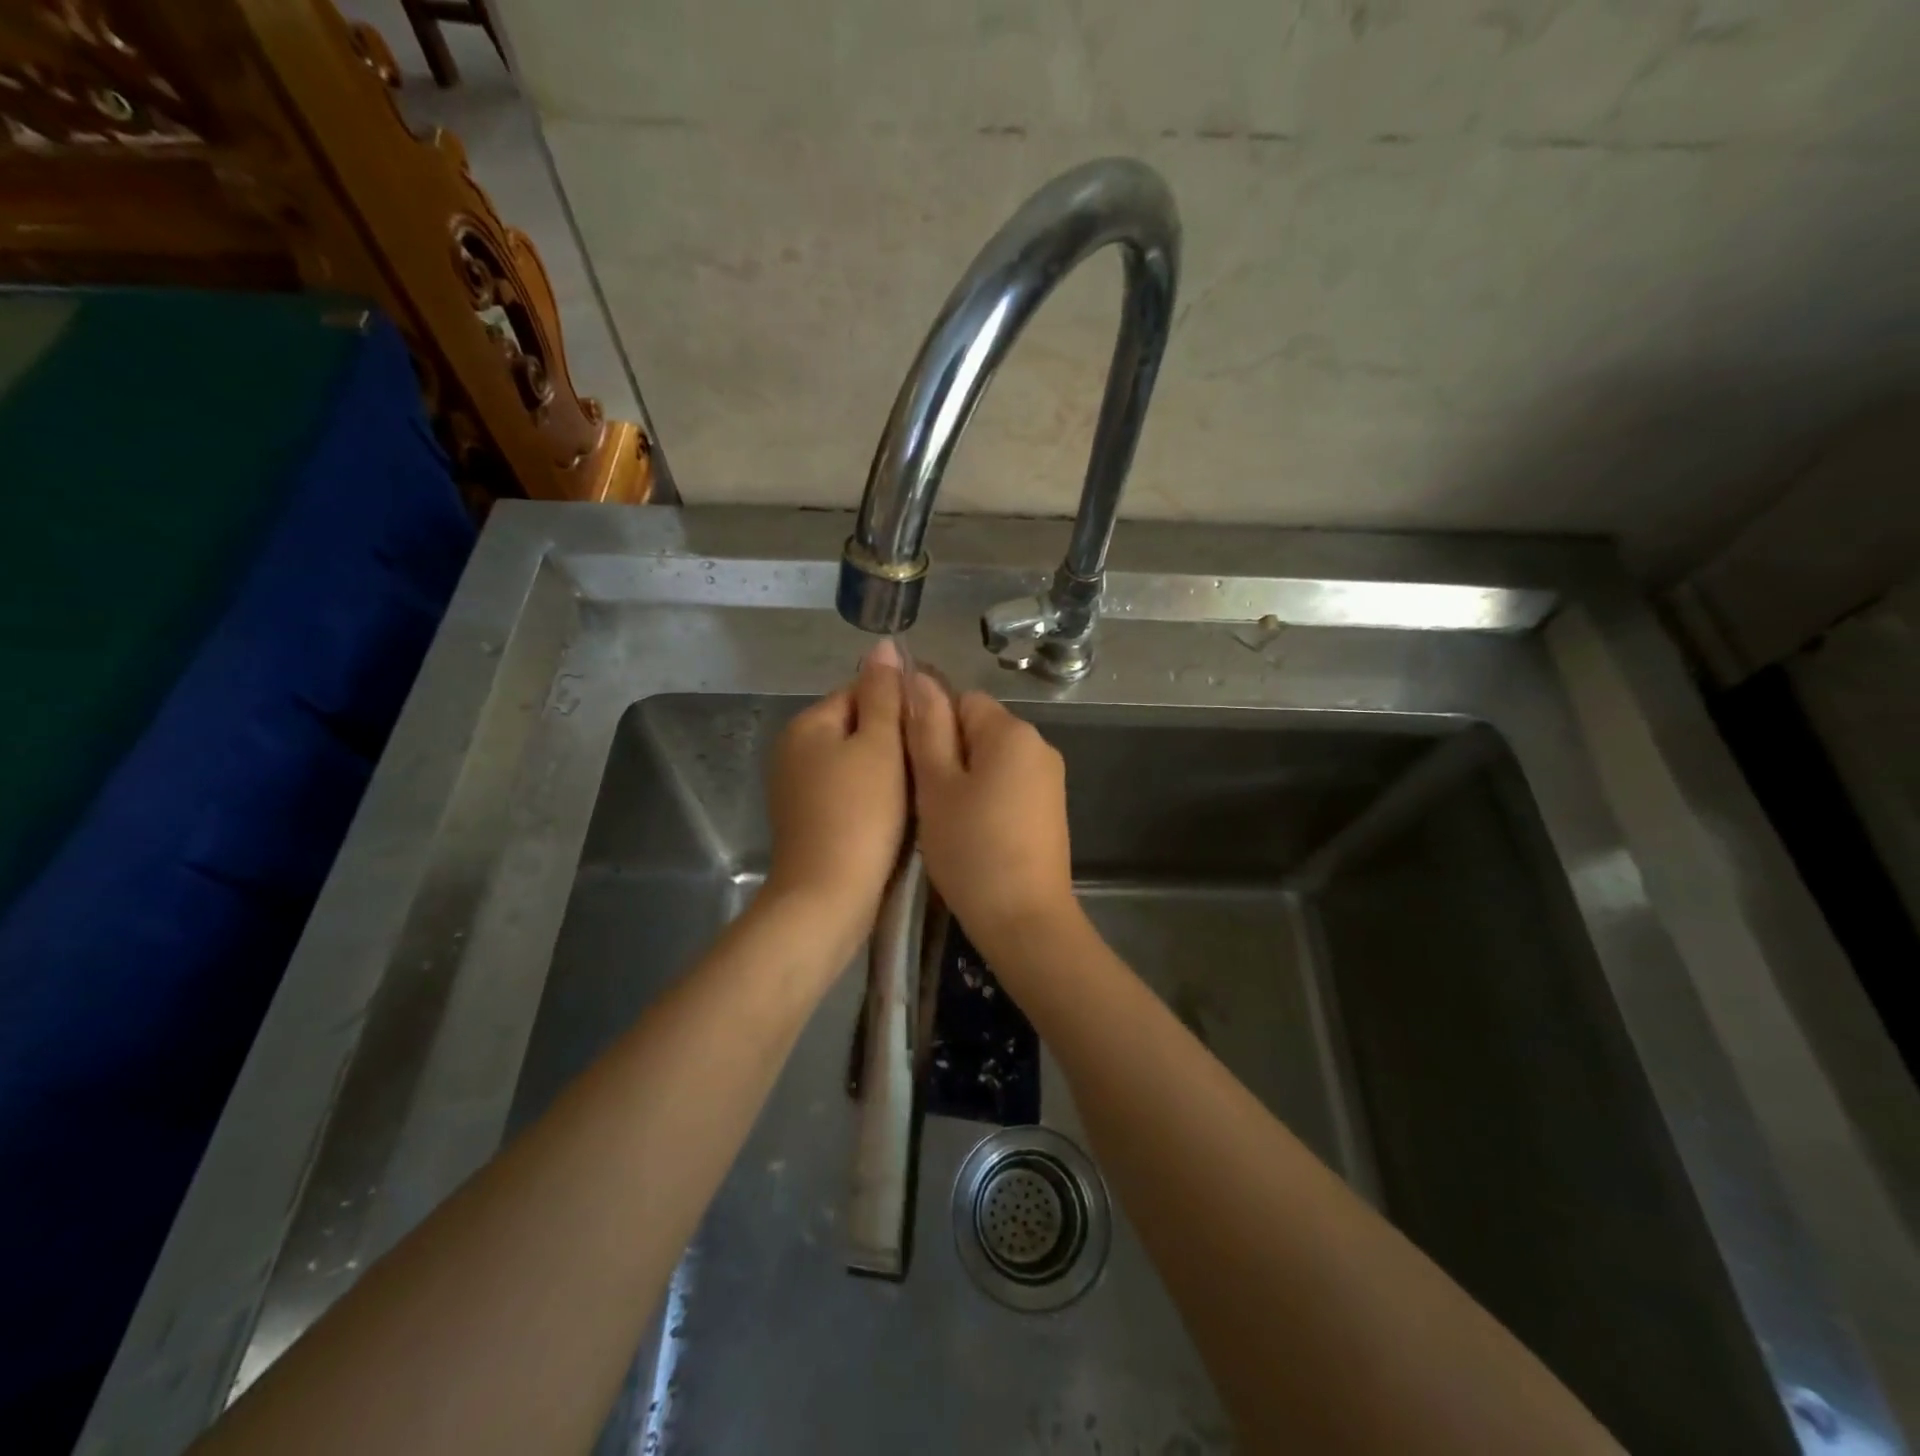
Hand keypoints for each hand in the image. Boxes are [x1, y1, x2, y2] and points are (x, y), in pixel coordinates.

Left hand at [764, 641, 907, 938]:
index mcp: (807, 724)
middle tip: (927, 762)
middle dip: (892, 740)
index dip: (898, 706)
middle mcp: (793, 750)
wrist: (828, 896)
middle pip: (856, 727)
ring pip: (854, 763)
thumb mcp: (879, 745)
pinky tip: (894, 816)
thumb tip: (883, 644)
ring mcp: (796, 789)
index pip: (860, 692)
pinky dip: (871, 797)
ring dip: (886, 771)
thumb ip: (883, 693)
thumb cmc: (860, 813)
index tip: (929, 729)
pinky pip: (847, 793)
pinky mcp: (807, 820)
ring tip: (917, 790)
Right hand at [905, 677, 1076, 952]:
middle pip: (978, 728)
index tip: (911, 765)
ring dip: (963, 779)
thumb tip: (916, 676)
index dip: (930, 725)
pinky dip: (985, 799)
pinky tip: (970, 832)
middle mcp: (1038, 745)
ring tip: (944, 819)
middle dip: (947, 753)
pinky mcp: (1050, 809)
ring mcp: (1049, 779)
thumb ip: (926, 727)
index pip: (960, 699)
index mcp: (1011, 731)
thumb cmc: (971, 849)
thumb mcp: (936, 786)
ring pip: (990, 760)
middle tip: (923, 797)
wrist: (1025, 920)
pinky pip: (1008, 785)